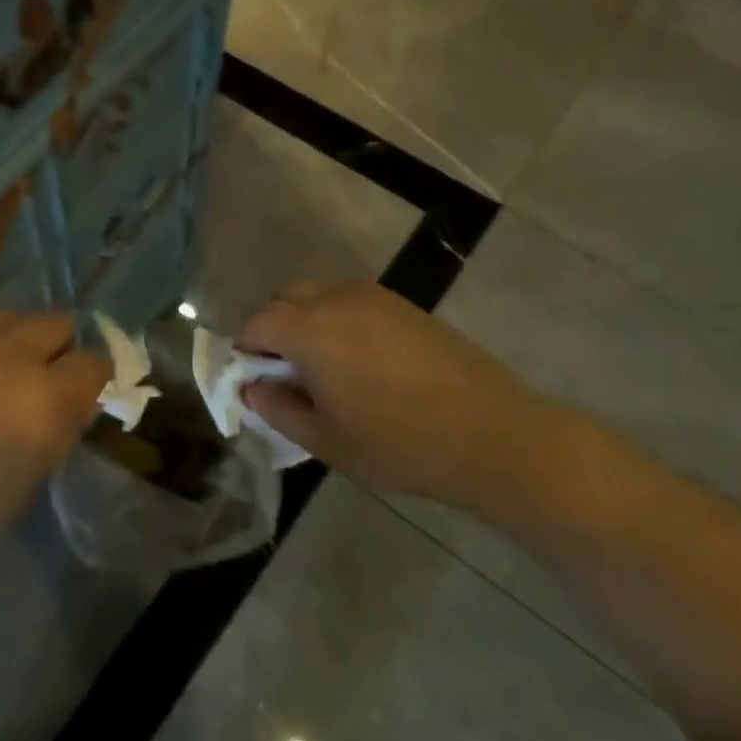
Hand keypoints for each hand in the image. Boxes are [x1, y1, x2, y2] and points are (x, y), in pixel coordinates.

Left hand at [0, 311, 109, 574]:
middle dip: (52, 348)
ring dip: (3, 344)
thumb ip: (58, 431)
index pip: (94, 361)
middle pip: (56, 322)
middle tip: (27, 377)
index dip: (87, 378)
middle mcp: (8, 355)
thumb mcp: (26, 485)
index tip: (73, 391)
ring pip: (5, 318)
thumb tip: (74, 398)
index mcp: (43, 402)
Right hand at [239, 282, 555, 509]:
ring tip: (328, 371)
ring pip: (320, 297)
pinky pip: (354, 303)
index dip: (246, 350)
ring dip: (308, 324)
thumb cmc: (399, 444)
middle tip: (288, 375)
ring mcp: (376, 298)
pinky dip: (341, 323)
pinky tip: (364, 364)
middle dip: (275, 330)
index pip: (256, 322)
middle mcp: (337, 299)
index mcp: (310, 329)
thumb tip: (253, 388)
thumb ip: (277, 409)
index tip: (256, 382)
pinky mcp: (405, 306)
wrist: (493, 435)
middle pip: (285, 299)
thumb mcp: (325, 440)